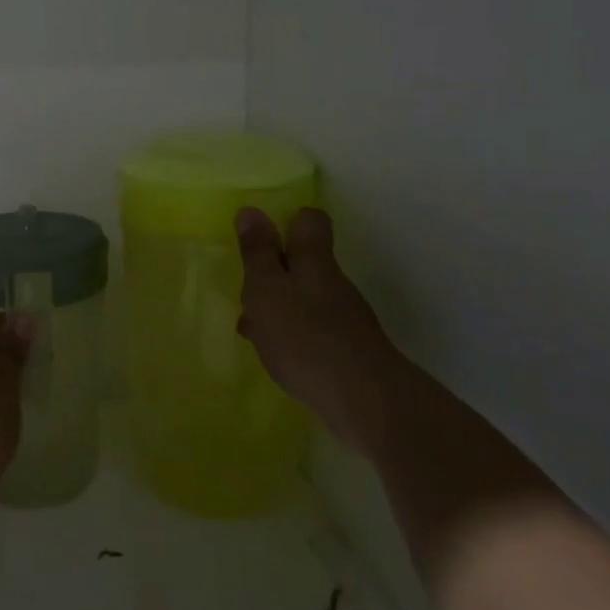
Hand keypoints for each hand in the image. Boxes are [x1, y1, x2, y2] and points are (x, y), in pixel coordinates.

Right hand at [236, 206, 398, 449]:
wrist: (362, 399)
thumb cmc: (304, 335)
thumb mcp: (266, 289)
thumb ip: (257, 252)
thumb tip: (251, 210)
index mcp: (312, 260)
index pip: (309, 221)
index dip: (288, 223)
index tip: (263, 240)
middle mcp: (332, 282)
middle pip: (303, 262)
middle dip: (272, 274)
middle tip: (247, 294)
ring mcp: (343, 316)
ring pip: (303, 297)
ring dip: (277, 309)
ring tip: (252, 332)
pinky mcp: (347, 348)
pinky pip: (311, 329)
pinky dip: (291, 336)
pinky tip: (276, 356)